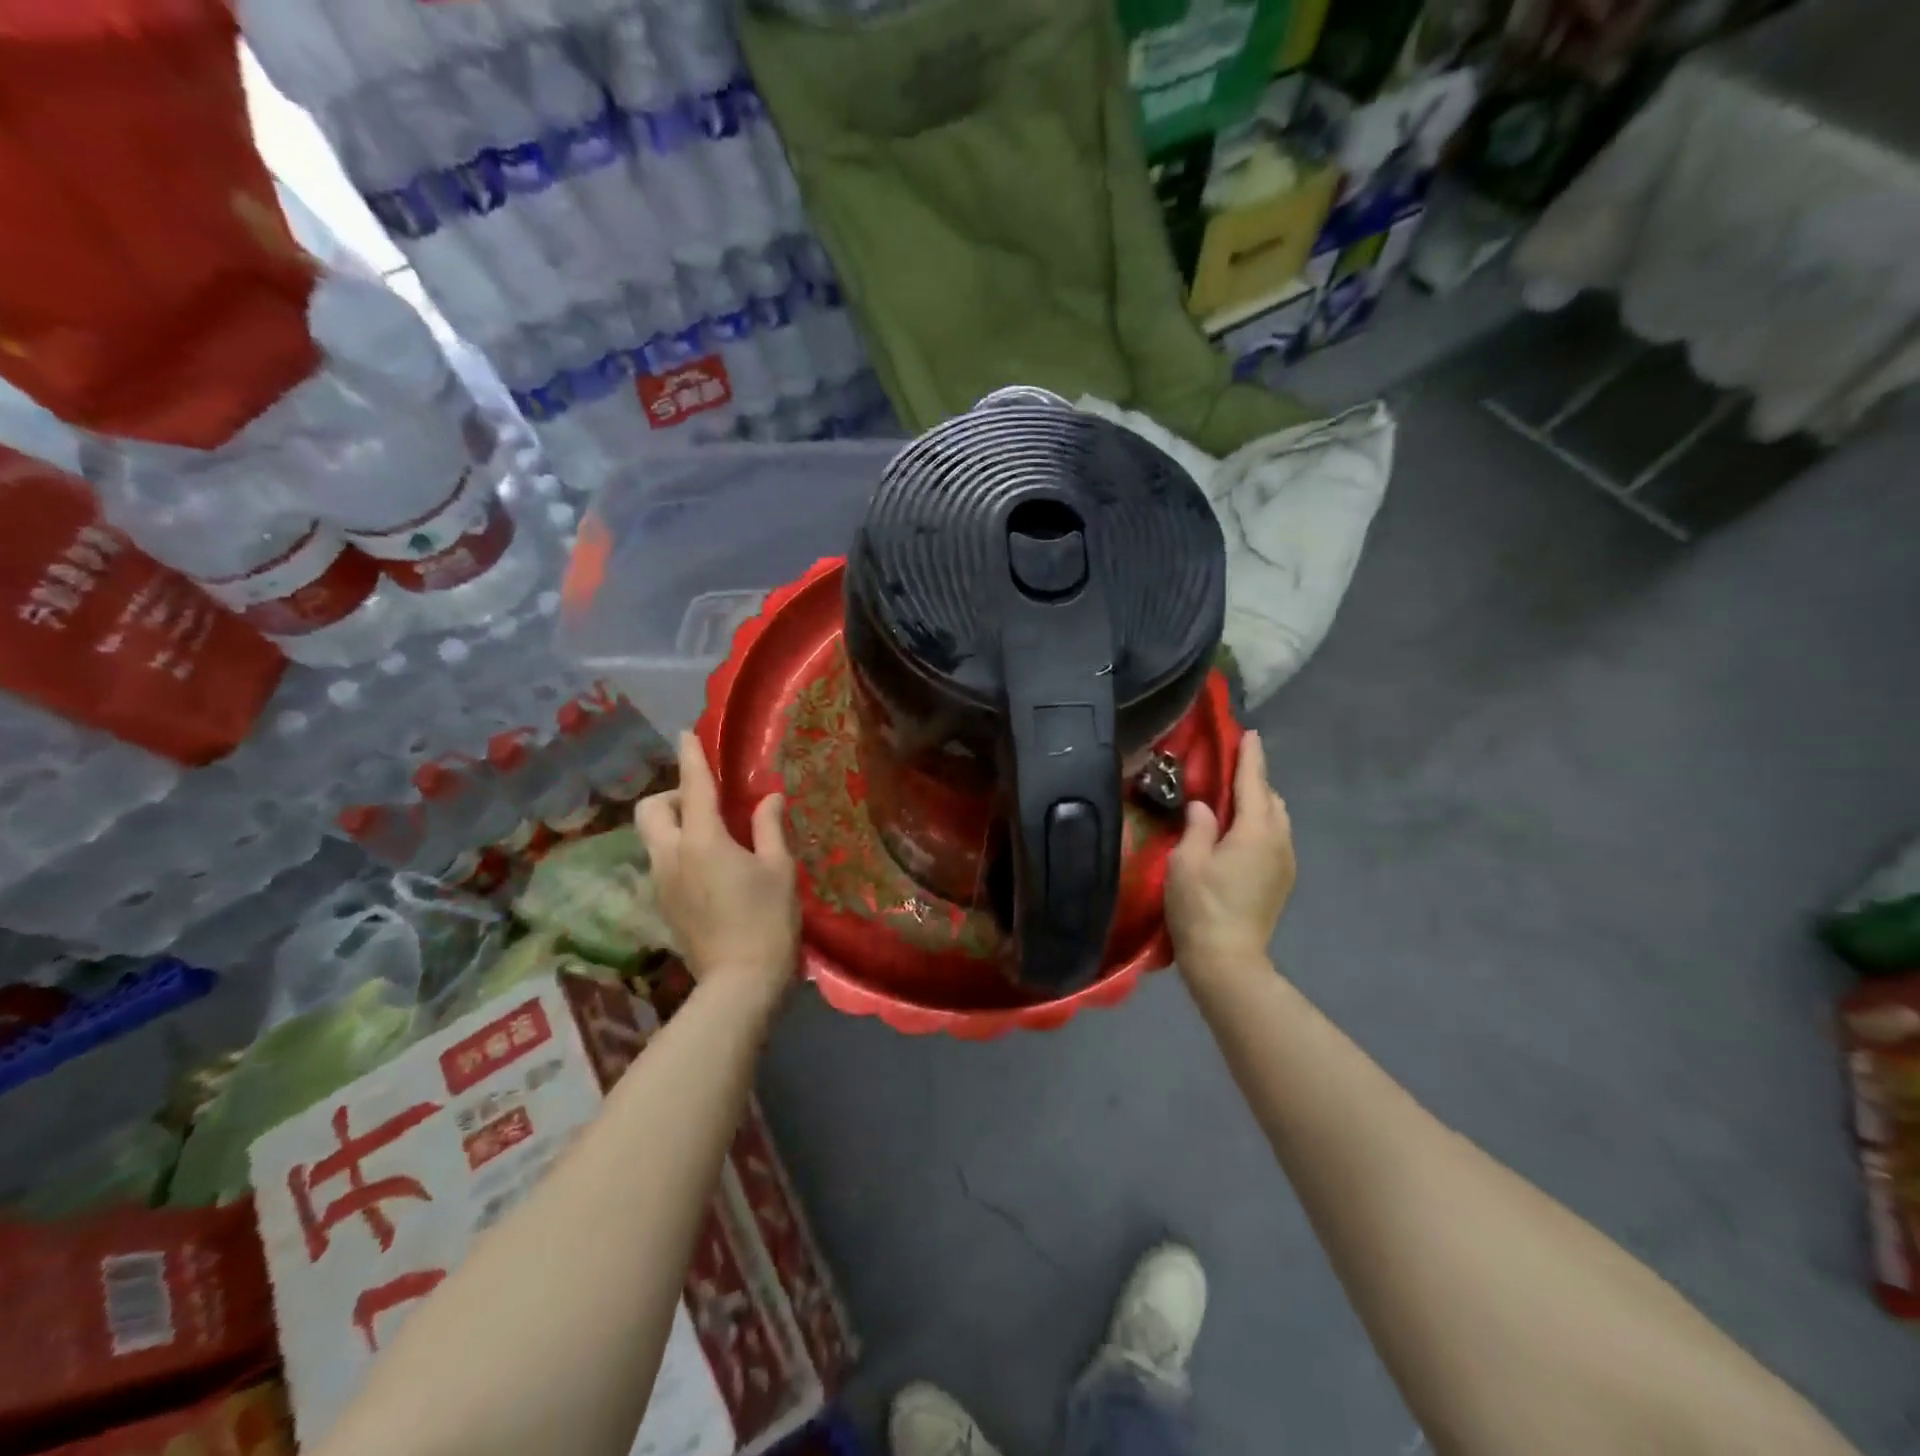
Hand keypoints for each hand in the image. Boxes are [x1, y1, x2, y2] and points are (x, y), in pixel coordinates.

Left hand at [637, 732, 798, 1005]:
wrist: (739, 983)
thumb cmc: (767, 920)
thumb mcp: (779, 869)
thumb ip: (770, 828)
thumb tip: (768, 798)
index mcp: (702, 840)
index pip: (693, 786)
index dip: (690, 756)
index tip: (686, 733)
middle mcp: (671, 855)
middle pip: (651, 809)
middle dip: (672, 796)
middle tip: (706, 804)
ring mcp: (661, 882)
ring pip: (652, 837)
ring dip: (674, 824)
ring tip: (713, 837)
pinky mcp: (662, 904)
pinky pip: (661, 862)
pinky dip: (677, 850)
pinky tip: (709, 868)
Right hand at [1166, 730, 1295, 978]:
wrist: (1228, 961)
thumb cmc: (1201, 907)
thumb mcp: (1187, 861)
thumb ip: (1198, 827)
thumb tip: (1204, 807)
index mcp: (1256, 831)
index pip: (1254, 783)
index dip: (1250, 757)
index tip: (1249, 733)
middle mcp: (1279, 841)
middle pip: (1271, 799)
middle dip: (1254, 780)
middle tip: (1231, 768)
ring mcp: (1285, 863)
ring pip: (1277, 819)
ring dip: (1259, 804)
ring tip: (1233, 799)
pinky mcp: (1282, 881)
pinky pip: (1275, 838)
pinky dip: (1261, 825)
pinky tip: (1240, 833)